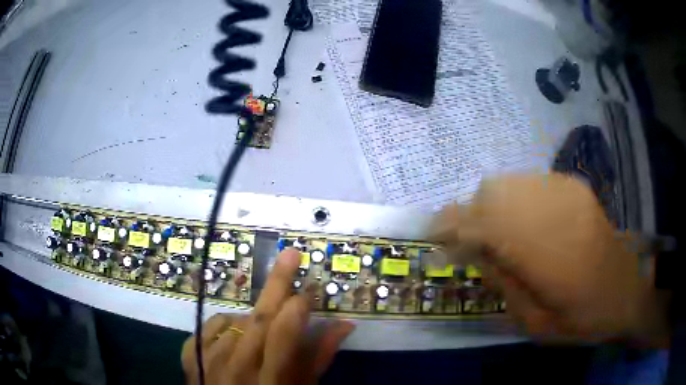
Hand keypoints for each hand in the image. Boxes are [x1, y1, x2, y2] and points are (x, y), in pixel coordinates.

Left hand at [181, 249, 355, 384]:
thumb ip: (318, 358)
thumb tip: (343, 325)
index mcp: (270, 382)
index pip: (284, 334)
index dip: (298, 307)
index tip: (309, 290)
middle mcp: (237, 368)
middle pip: (258, 318)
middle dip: (277, 285)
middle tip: (289, 254)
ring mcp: (208, 361)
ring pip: (234, 321)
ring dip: (253, 318)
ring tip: (261, 333)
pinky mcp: (191, 357)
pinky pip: (210, 326)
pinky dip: (225, 323)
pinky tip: (234, 332)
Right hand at [430, 174, 668, 344]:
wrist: (627, 292)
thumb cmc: (582, 319)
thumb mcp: (535, 323)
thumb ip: (502, 283)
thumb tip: (470, 251)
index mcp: (549, 255)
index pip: (486, 225)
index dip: (453, 226)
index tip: (432, 235)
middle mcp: (557, 212)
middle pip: (493, 193)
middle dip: (469, 215)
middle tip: (466, 242)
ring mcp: (568, 192)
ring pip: (509, 182)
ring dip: (490, 206)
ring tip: (492, 234)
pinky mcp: (575, 186)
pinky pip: (529, 182)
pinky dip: (513, 199)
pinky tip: (521, 223)